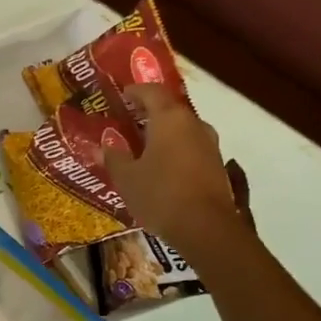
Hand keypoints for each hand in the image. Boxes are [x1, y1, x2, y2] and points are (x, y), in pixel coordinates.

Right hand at [103, 85, 253, 251]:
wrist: (207, 229)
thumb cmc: (160, 194)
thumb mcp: (127, 178)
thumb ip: (114, 157)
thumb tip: (104, 146)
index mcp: (170, 119)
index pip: (152, 92)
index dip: (135, 91)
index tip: (122, 96)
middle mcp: (194, 125)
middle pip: (170, 110)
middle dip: (149, 114)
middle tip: (128, 123)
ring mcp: (210, 145)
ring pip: (183, 130)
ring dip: (164, 134)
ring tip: (143, 147)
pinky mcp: (217, 166)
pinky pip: (191, 148)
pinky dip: (175, 151)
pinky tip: (161, 168)